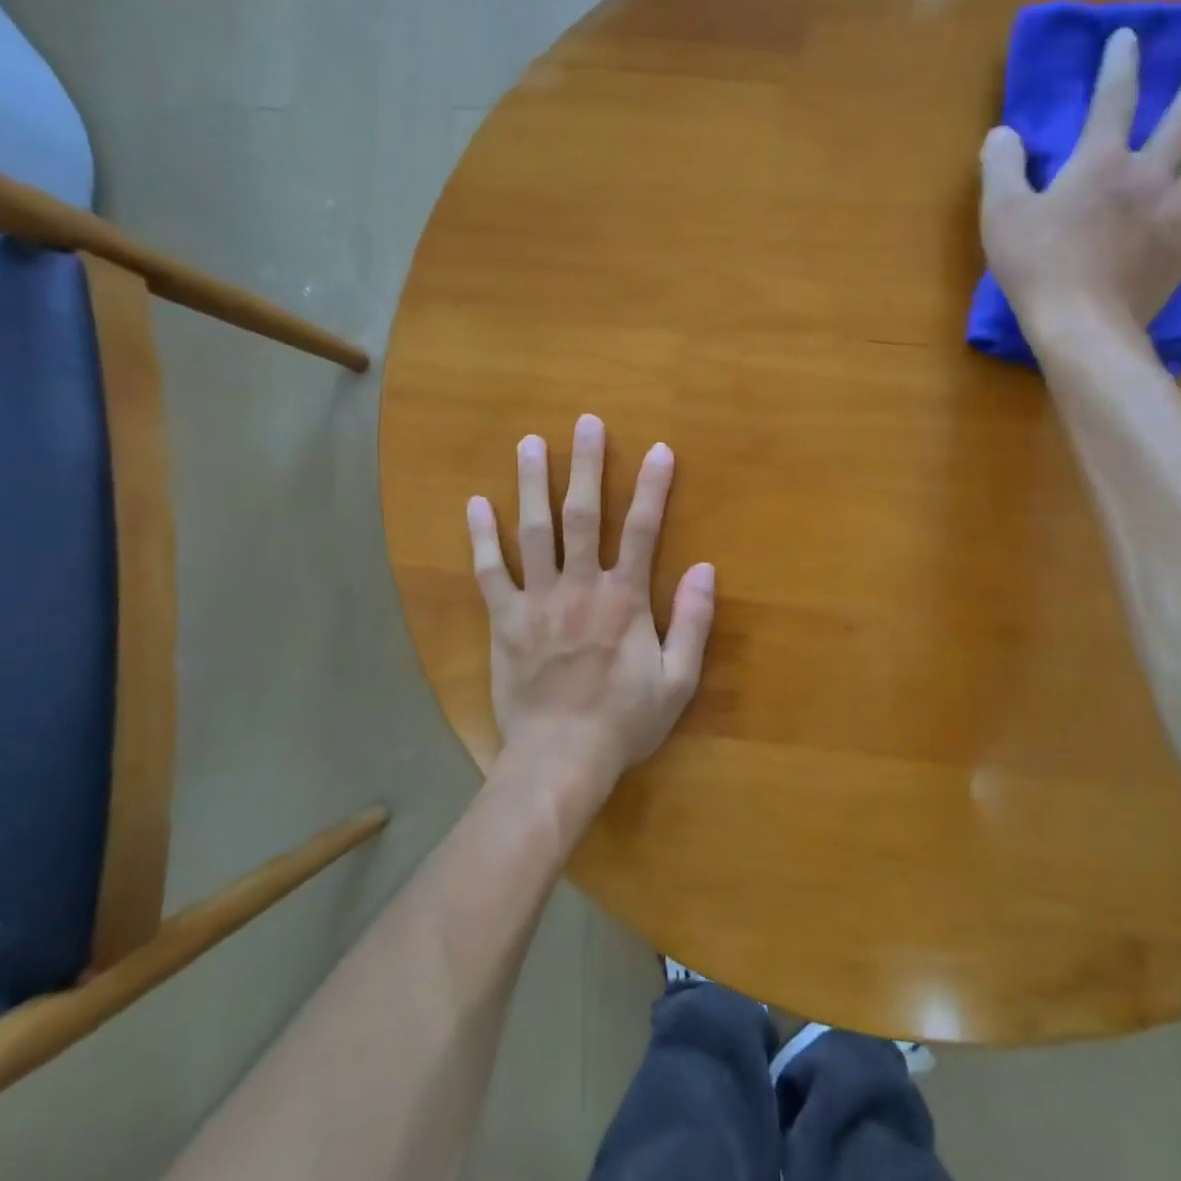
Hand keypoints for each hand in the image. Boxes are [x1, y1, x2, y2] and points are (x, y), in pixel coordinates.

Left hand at [466, 414, 715, 802]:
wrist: (561, 757)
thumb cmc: (624, 720)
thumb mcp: (679, 680)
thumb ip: (693, 622)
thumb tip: (706, 568)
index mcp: (625, 599)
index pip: (643, 530)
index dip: (653, 488)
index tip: (659, 450)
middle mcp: (580, 586)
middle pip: (583, 515)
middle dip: (586, 466)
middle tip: (585, 423)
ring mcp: (538, 600)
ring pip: (534, 531)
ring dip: (532, 485)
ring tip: (529, 443)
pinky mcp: (505, 620)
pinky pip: (490, 572)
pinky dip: (481, 538)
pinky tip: (475, 505)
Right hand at [980, 28, 1180, 356]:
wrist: (1082, 325)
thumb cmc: (1037, 267)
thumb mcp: (1001, 215)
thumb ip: (1001, 167)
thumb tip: (1004, 133)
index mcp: (1102, 161)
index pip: (1116, 97)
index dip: (1121, 63)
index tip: (1127, 38)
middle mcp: (1150, 173)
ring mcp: (1177, 210)